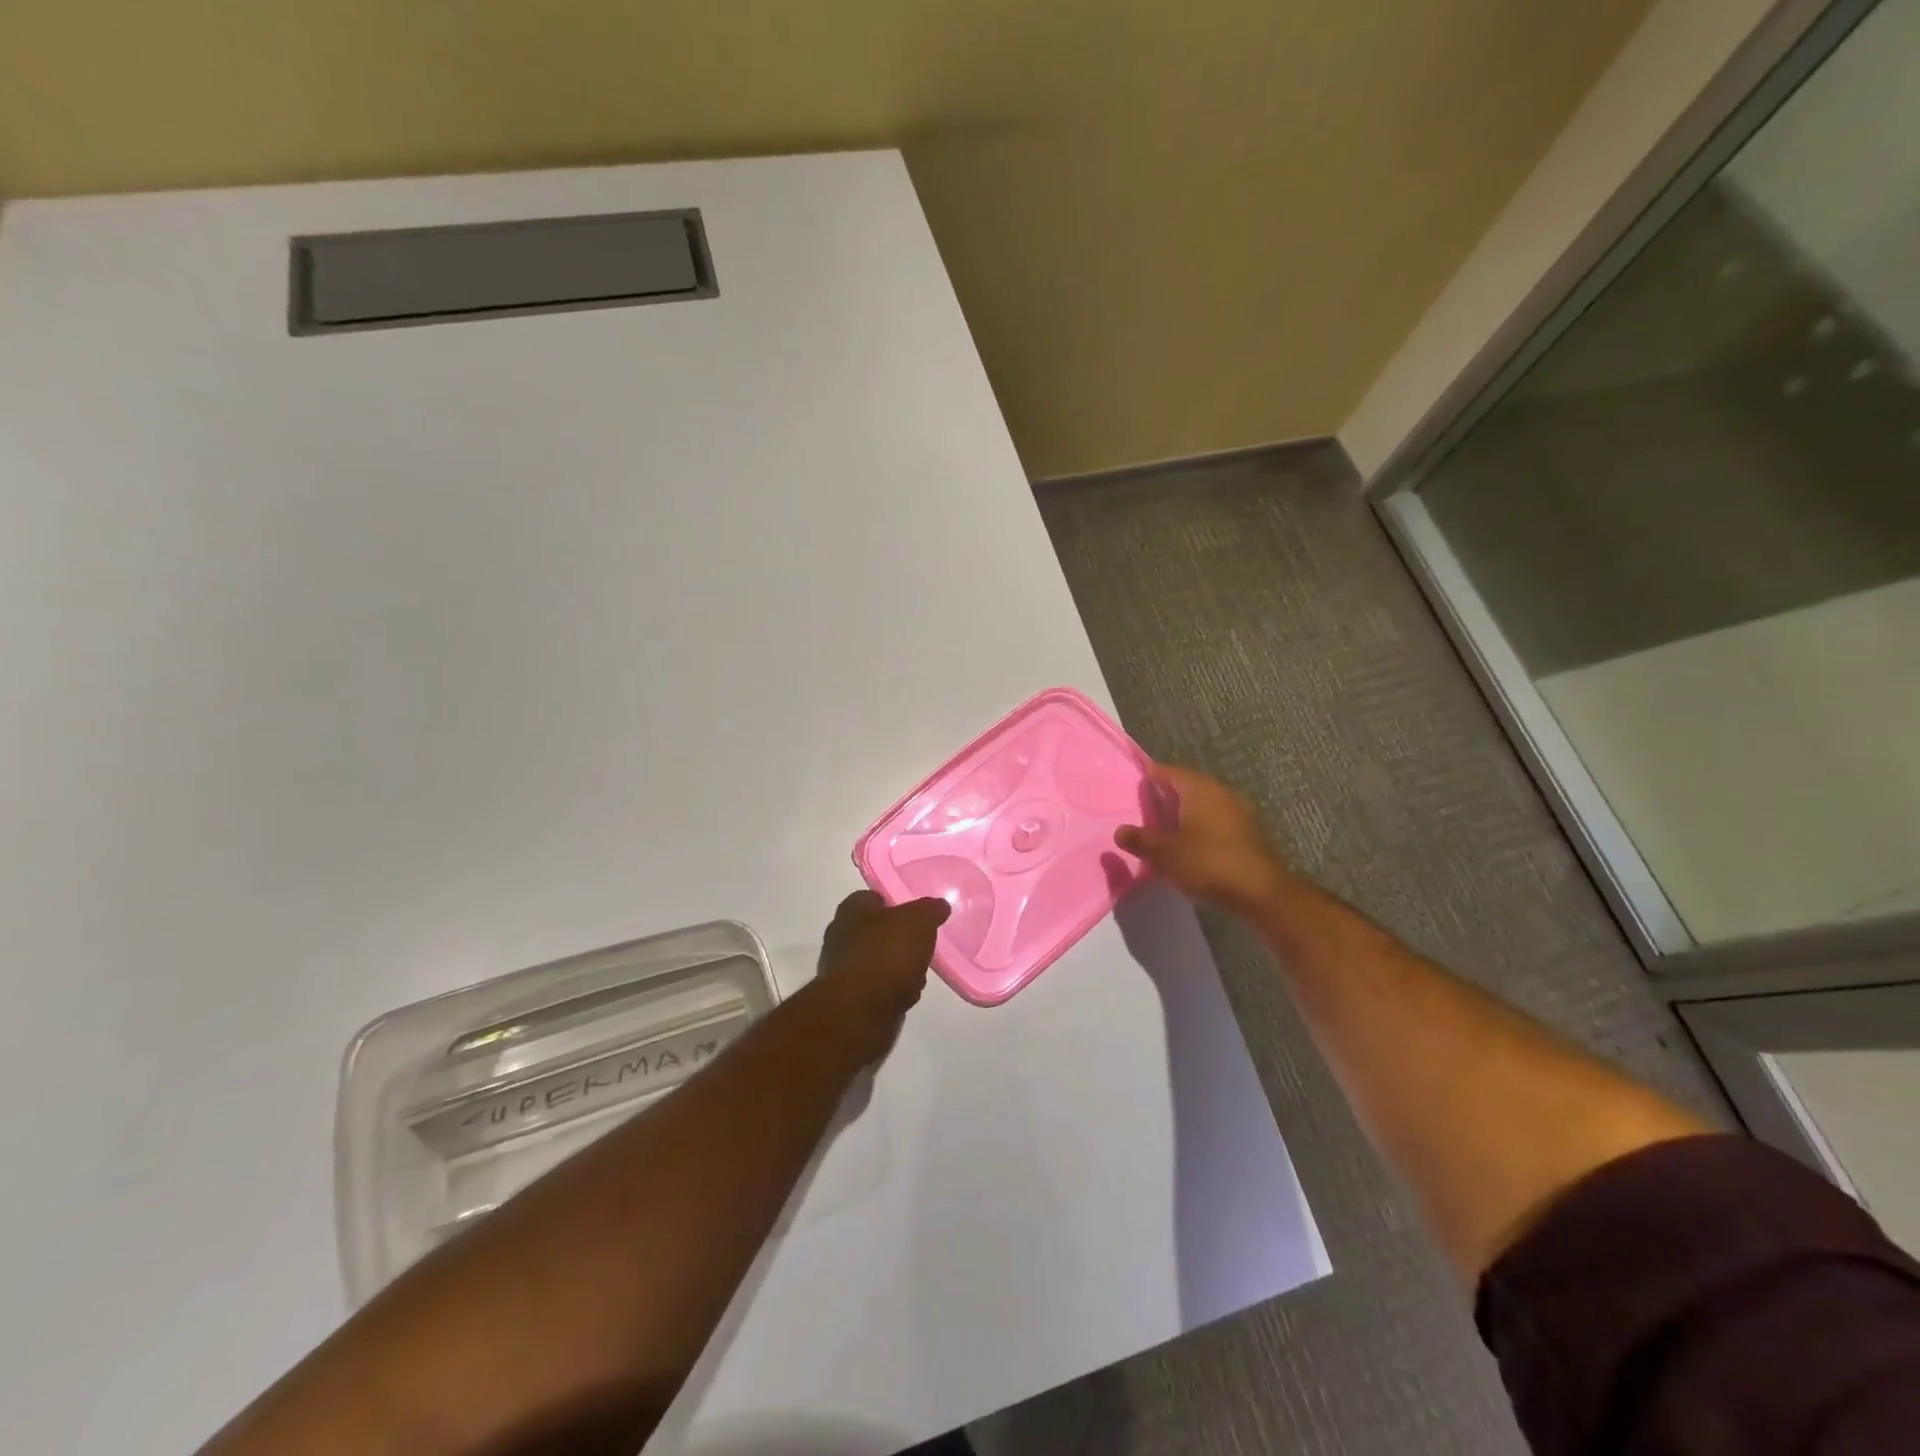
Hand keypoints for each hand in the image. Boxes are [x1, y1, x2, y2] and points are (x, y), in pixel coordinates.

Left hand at [814, 890, 950, 1062]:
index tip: (916, 916)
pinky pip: (876, 988)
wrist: (861, 1010)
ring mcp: (841, 969)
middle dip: (898, 940)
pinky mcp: (848, 999)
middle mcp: (840, 935)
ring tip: (919, 974)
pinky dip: (892, 991)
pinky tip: (907, 996)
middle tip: (921, 946)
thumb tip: (939, 906)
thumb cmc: (887, 953)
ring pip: (877, 961)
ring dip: (897, 968)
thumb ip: (930, 910)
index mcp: (851, 909)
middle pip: (876, 932)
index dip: (896, 905)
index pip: (873, 898)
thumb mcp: (919, 921)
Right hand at [1116, 763, 1290, 912]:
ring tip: (1169, 824)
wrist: (1260, 891)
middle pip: (1190, 785)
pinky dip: (1203, 824)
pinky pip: (1219, 819)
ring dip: (1188, 810)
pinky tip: (1193, 841)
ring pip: (1207, 803)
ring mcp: (1240, 811)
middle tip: (1150, 803)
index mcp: (1199, 789)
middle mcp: (1221, 792)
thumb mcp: (1164, 854)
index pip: (1171, 771)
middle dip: (1170, 793)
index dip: (1153, 774)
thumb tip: (1119, 831)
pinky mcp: (1250, 831)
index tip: (1140, 779)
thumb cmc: (1207, 863)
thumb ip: (1140, 840)